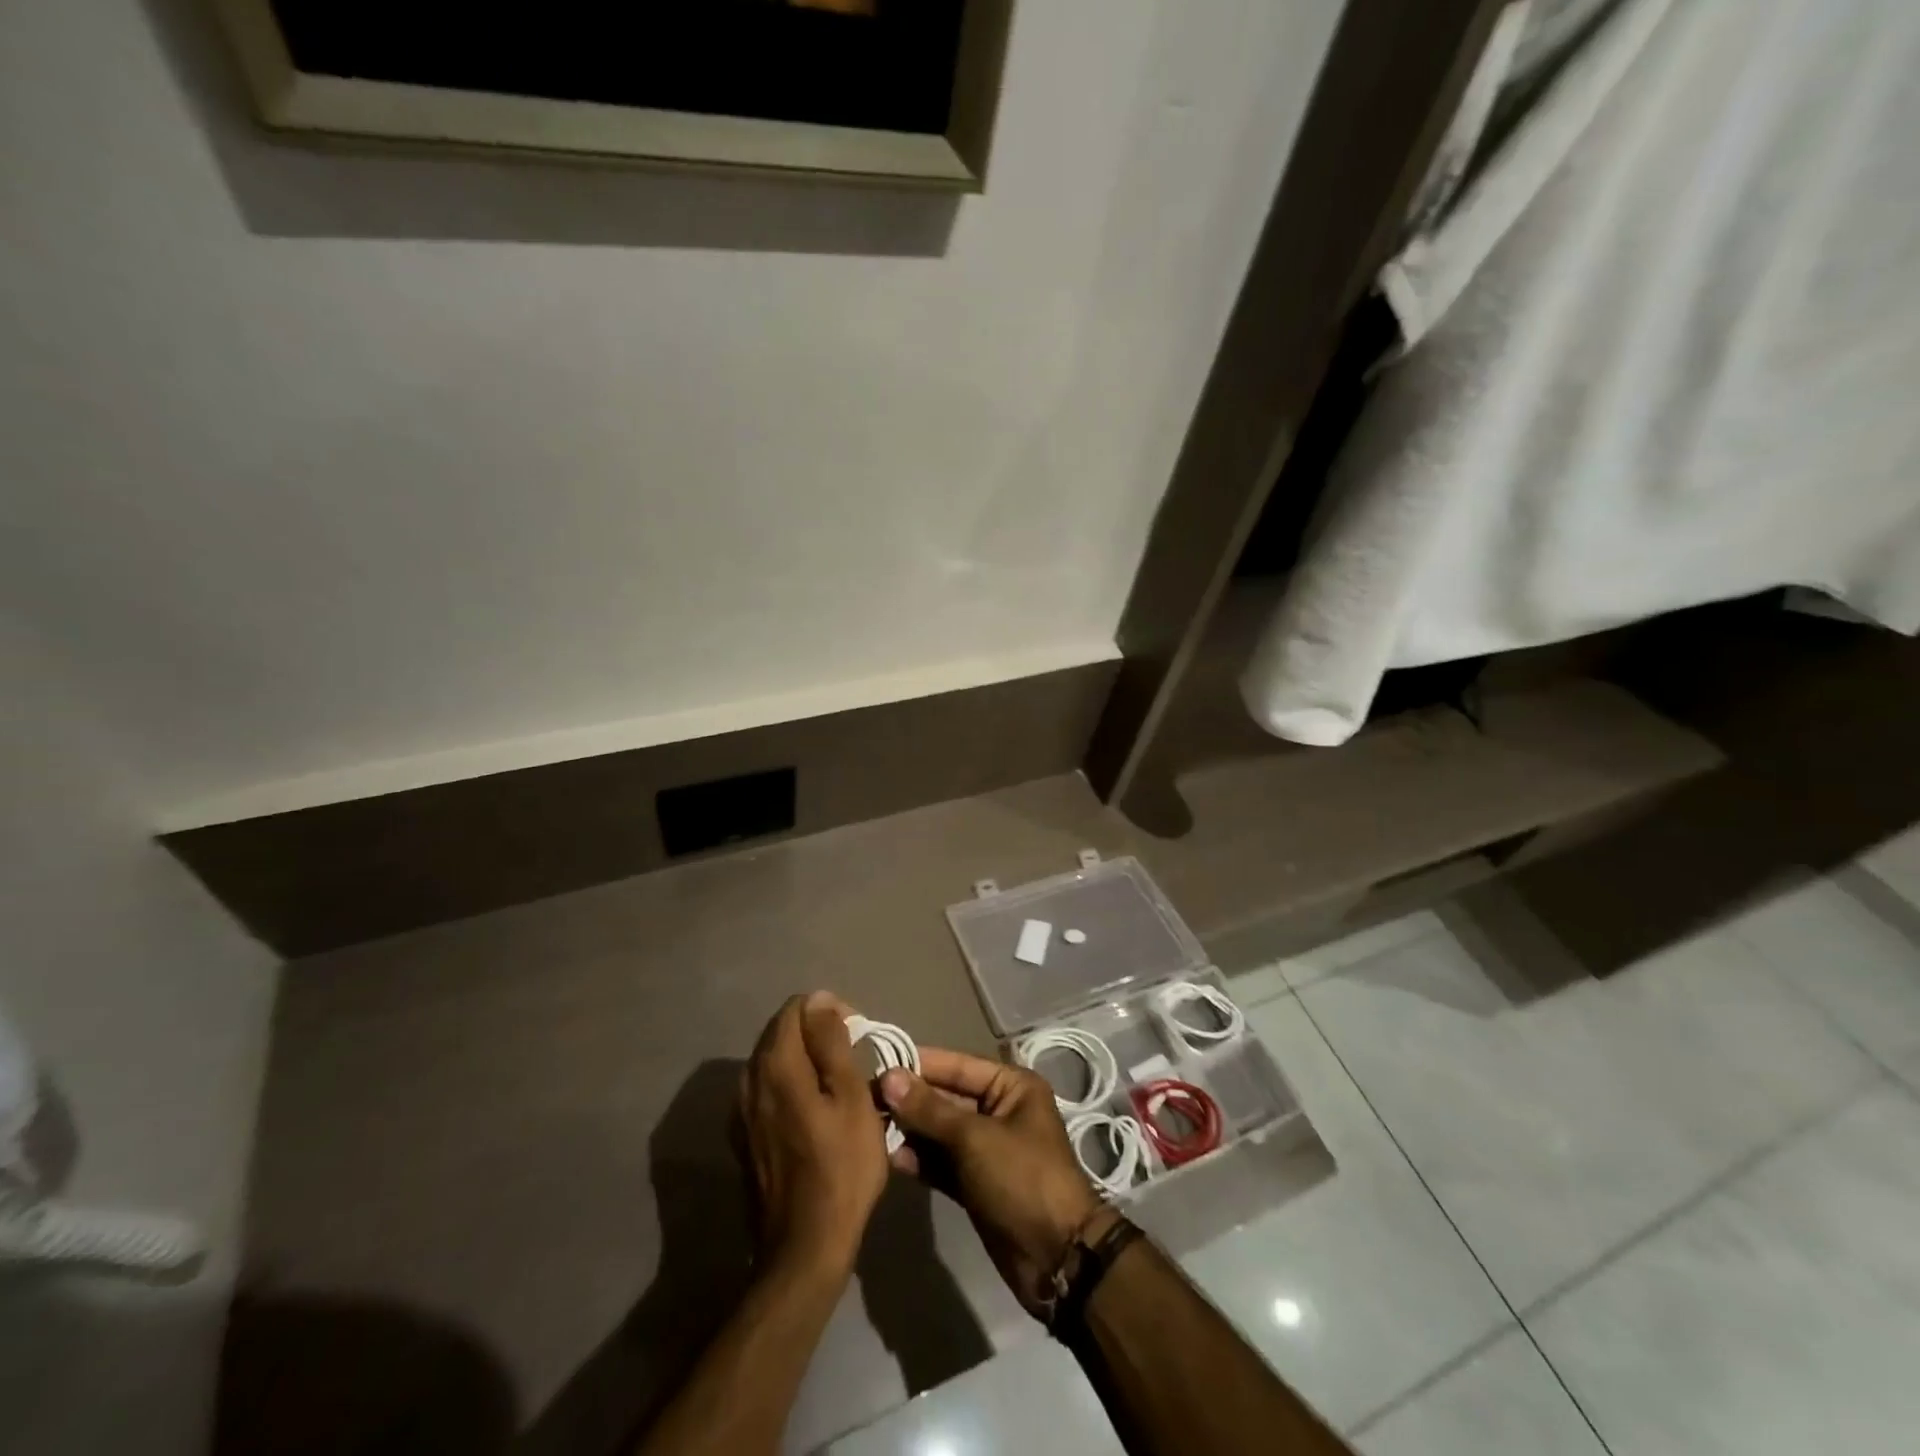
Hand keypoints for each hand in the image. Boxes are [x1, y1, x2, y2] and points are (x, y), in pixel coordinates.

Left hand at [738, 993, 889, 1278]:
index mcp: (775, 1064)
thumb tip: (820, 1000)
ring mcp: (740, 1111)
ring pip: (773, 1061)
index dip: (829, 1012)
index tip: (856, 1038)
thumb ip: (832, 1043)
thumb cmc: (841, 1168)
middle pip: (781, 1032)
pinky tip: (814, 1112)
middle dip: (816, 1033)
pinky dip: (791, 1085)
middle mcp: (748, 1079)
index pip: (796, 1007)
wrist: (804, 1248)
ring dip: (804, 1060)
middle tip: (852, 1062)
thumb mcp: (851, 1097)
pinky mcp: (743, 1137)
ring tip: (837, 1086)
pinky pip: (767, 1090)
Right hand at [880, 1050, 1116, 1316]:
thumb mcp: (974, 1138)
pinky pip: (942, 1162)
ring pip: (940, 1131)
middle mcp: (999, 1110)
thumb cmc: (1022, 1179)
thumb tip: (888, 1076)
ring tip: (870, 1128)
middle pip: (946, 1097)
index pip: (957, 1066)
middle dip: (910, 1100)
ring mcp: (987, 1149)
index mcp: (1011, 1086)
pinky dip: (920, 1159)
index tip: (877, 1063)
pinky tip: (889, 1158)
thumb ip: (929, 1109)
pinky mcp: (976, 1183)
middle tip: (866, 1099)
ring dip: (910, 1131)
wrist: (1057, 1258)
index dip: (919, 1065)